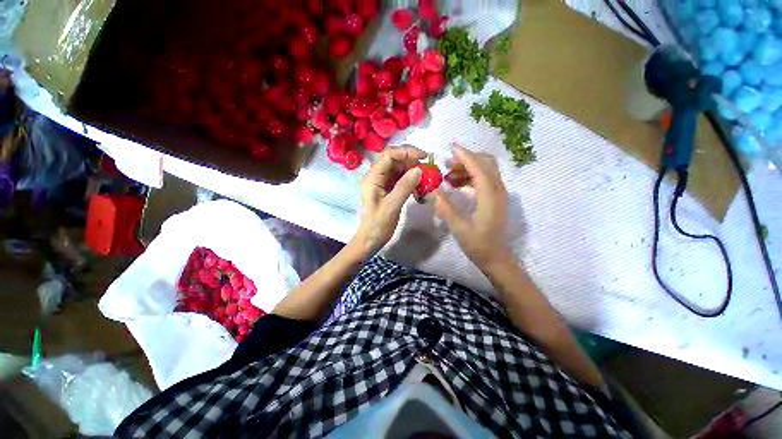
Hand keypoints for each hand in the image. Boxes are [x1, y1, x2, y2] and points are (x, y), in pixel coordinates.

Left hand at [351, 146, 425, 257]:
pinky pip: (400, 180)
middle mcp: (376, 176)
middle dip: (412, 161)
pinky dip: (411, 182)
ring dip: (413, 172)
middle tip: (427, 169)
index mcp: (372, 177)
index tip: (424, 157)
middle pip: (394, 160)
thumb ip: (404, 186)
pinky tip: (419, 190)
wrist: (370, 240)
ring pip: (399, 169)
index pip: (389, 155)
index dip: (406, 151)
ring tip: (426, 181)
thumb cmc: (378, 225)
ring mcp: (382, 183)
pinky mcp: (387, 189)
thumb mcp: (391, 206)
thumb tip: (419, 169)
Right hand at [434, 144, 510, 269]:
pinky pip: (483, 179)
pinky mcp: (494, 198)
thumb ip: (444, 205)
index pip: (478, 168)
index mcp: (489, 196)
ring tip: (448, 175)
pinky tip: (455, 184)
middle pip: (486, 163)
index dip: (465, 156)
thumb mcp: (457, 225)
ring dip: (467, 168)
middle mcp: (497, 190)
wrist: (494, 256)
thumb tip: (431, 189)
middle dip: (467, 159)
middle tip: (447, 163)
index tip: (451, 147)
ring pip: (485, 170)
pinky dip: (470, 177)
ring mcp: (497, 194)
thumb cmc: (476, 243)